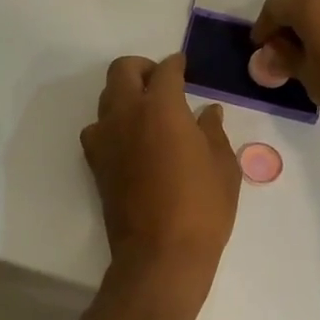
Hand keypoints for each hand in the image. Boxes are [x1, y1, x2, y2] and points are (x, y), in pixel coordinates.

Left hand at [80, 53, 240, 274]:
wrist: (160, 255)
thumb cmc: (202, 208)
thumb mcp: (223, 167)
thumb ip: (213, 132)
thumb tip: (207, 112)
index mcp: (162, 108)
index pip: (165, 71)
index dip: (176, 64)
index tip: (184, 66)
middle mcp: (127, 114)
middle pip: (123, 71)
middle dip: (142, 68)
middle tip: (162, 82)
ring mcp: (106, 139)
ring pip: (106, 98)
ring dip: (125, 94)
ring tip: (148, 111)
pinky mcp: (96, 163)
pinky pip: (98, 129)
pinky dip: (113, 124)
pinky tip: (132, 139)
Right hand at [251, 0, 319, 137]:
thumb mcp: (310, 77)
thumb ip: (287, 58)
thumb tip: (275, 52)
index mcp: (310, 1)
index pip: (274, 6)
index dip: (264, 27)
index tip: (262, 47)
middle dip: (291, 18)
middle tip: (287, 46)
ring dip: (317, 17)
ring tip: (316, 46)